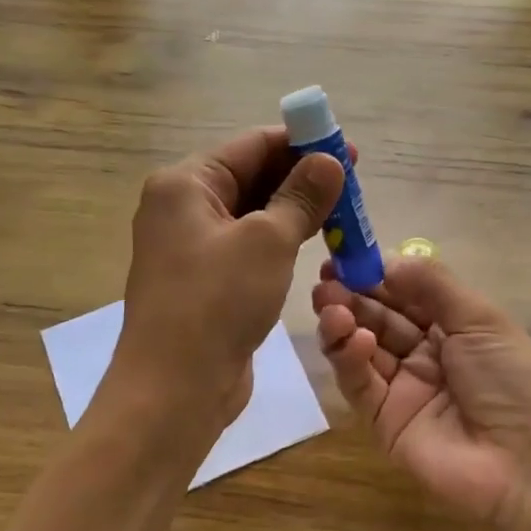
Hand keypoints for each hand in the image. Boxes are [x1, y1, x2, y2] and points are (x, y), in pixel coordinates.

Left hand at [111, 126, 343, 428]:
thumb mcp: (267, 241)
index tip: (348, 149)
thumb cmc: (218, 301)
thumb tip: (330, 160)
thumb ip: (301, 197)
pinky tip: (315, 242)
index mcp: (185, 184)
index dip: (302, 143)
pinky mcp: (206, 280)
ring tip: (344, 211)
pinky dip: (281, 240)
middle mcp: (183, 208)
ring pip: (253, 214)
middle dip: (302, 177)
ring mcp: (192, 246)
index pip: (252, 145)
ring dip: (296, 210)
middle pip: (252, 177)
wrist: (176, 387)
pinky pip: (249, 246)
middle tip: (354, 182)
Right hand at [312, 256, 530, 530]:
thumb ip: (433, 286)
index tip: (348, 256)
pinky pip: (361, 384)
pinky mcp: (383, 421)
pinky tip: (354, 339)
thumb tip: (388, 259)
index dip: (378, 275)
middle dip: (352, 296)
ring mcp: (403, 389)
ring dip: (343, 322)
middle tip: (325, 279)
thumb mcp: (482, 320)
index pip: (406, 295)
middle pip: (379, 319)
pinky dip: (351, 358)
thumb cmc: (514, 380)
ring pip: (362, 349)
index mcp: (455, 329)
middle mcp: (426, 356)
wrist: (528, 465)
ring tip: (329, 303)